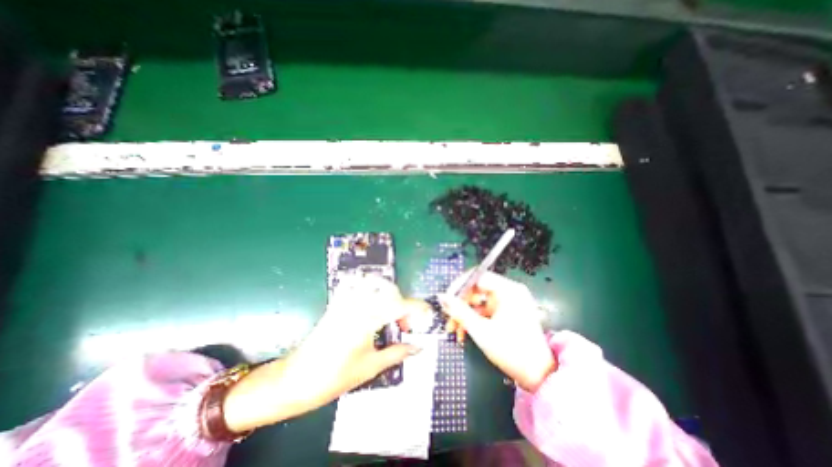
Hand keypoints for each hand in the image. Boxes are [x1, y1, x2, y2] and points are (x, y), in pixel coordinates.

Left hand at [222, 275, 419, 432]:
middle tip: (403, 325)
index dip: (417, 307)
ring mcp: (345, 300)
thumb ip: (397, 353)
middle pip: (389, 290)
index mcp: (367, 319)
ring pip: (374, 283)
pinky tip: (372, 301)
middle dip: (403, 304)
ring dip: (388, 294)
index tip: (427, 313)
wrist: (297, 379)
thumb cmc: (335, 376)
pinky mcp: (337, 302)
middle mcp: (358, 304)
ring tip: (390, 314)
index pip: (400, 305)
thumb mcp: (371, 366)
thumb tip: (418, 347)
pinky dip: (368, 286)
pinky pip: (355, 284)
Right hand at [437, 273, 553, 391]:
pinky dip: (473, 319)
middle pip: (476, 289)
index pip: (477, 276)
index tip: (446, 299)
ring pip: (478, 301)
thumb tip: (441, 297)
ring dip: (464, 313)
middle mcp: (509, 291)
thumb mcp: (481, 331)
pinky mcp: (506, 312)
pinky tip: (464, 332)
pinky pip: (484, 309)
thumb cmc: (511, 351)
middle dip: (460, 304)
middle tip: (448, 317)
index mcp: (508, 290)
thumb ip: (459, 311)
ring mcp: (508, 302)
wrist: (539, 377)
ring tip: (453, 329)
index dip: (459, 285)